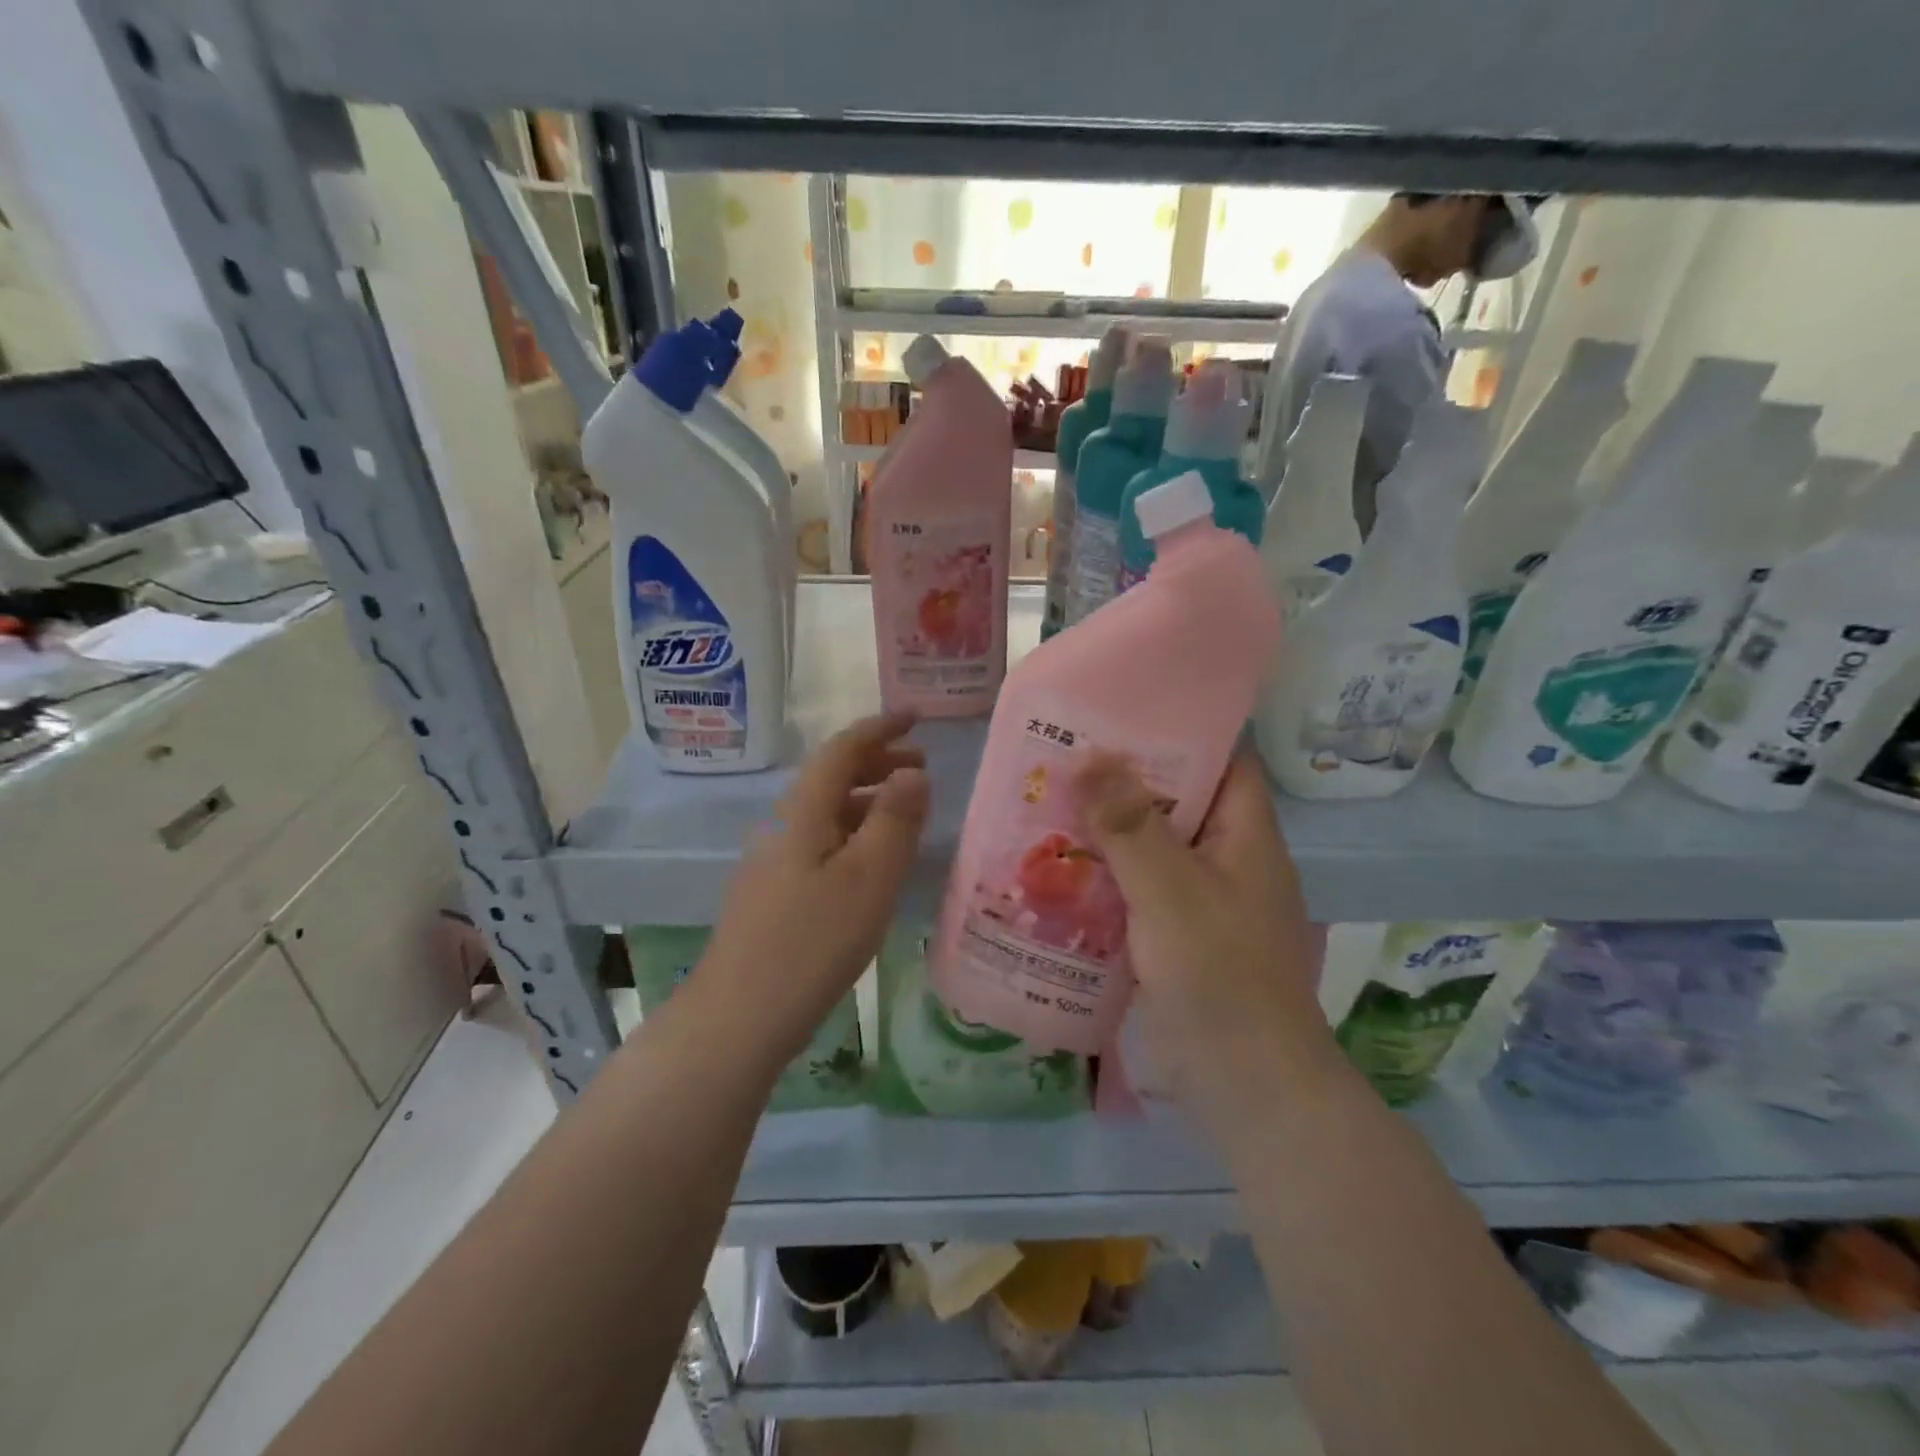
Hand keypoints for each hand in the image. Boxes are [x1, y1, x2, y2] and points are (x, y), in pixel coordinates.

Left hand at [703, 714, 928, 1059]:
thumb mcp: (869, 878)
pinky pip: (821, 841)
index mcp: (804, 811)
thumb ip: (895, 820)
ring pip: (826, 812)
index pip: (842, 749)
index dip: (880, 728)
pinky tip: (871, 862)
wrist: (739, 1016)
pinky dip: (854, 833)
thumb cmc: (813, 942)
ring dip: (868, 799)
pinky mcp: (773, 892)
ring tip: (908, 812)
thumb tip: (914, 771)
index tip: (916, 716)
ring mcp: (773, 860)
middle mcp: (783, 825)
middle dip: (878, 762)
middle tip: (923, 767)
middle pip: (831, 777)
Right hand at [1071, 749, 1336, 1120]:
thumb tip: (1087, 754)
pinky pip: (1140, 890)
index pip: (1221, 758)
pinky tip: (1058, 873)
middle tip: (1061, 758)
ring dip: (1107, 832)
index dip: (1176, 729)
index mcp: (1245, 834)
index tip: (1117, 713)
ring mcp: (1205, 901)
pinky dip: (1106, 878)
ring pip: (1152, 848)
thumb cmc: (1220, 978)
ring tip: (1047, 806)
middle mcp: (1228, 859)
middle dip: (1122, 781)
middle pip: (1177, 800)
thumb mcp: (1170, 892)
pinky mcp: (1181, 937)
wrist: (1248, 1089)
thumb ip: (1129, 824)